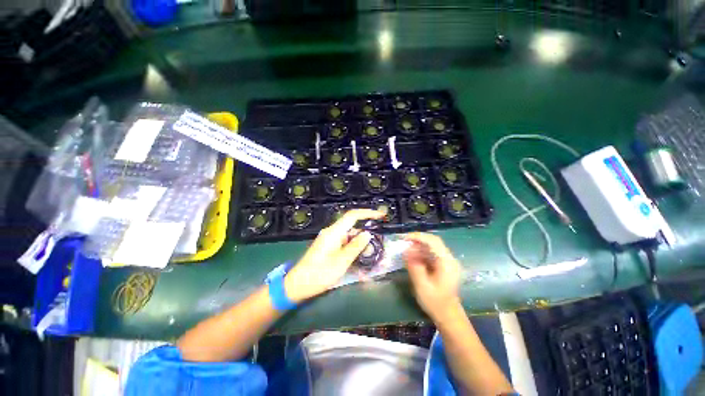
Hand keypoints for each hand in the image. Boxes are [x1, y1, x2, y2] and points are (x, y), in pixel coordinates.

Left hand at [284, 209, 384, 302]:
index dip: (368, 213)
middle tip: (377, 244)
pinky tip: (358, 258)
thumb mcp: (342, 261)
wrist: (297, 285)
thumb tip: (368, 233)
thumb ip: (356, 246)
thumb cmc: (320, 273)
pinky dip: (352, 248)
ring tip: (369, 255)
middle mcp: (331, 232)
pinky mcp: (327, 246)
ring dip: (359, 243)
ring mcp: (329, 239)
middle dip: (365, 234)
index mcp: (334, 232)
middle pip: (352, 227)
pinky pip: (343, 243)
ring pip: (348, 236)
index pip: (353, 215)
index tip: (381, 216)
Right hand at [404, 232, 461, 319]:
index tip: (405, 238)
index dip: (418, 237)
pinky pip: (432, 253)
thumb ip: (414, 266)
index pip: (433, 241)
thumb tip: (406, 250)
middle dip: (418, 239)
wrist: (448, 315)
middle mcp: (449, 259)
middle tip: (404, 243)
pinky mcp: (445, 265)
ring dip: (419, 246)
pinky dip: (422, 252)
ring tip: (407, 251)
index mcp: (447, 263)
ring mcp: (448, 262)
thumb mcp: (421, 285)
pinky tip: (414, 258)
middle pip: (434, 241)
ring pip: (433, 246)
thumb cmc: (435, 302)